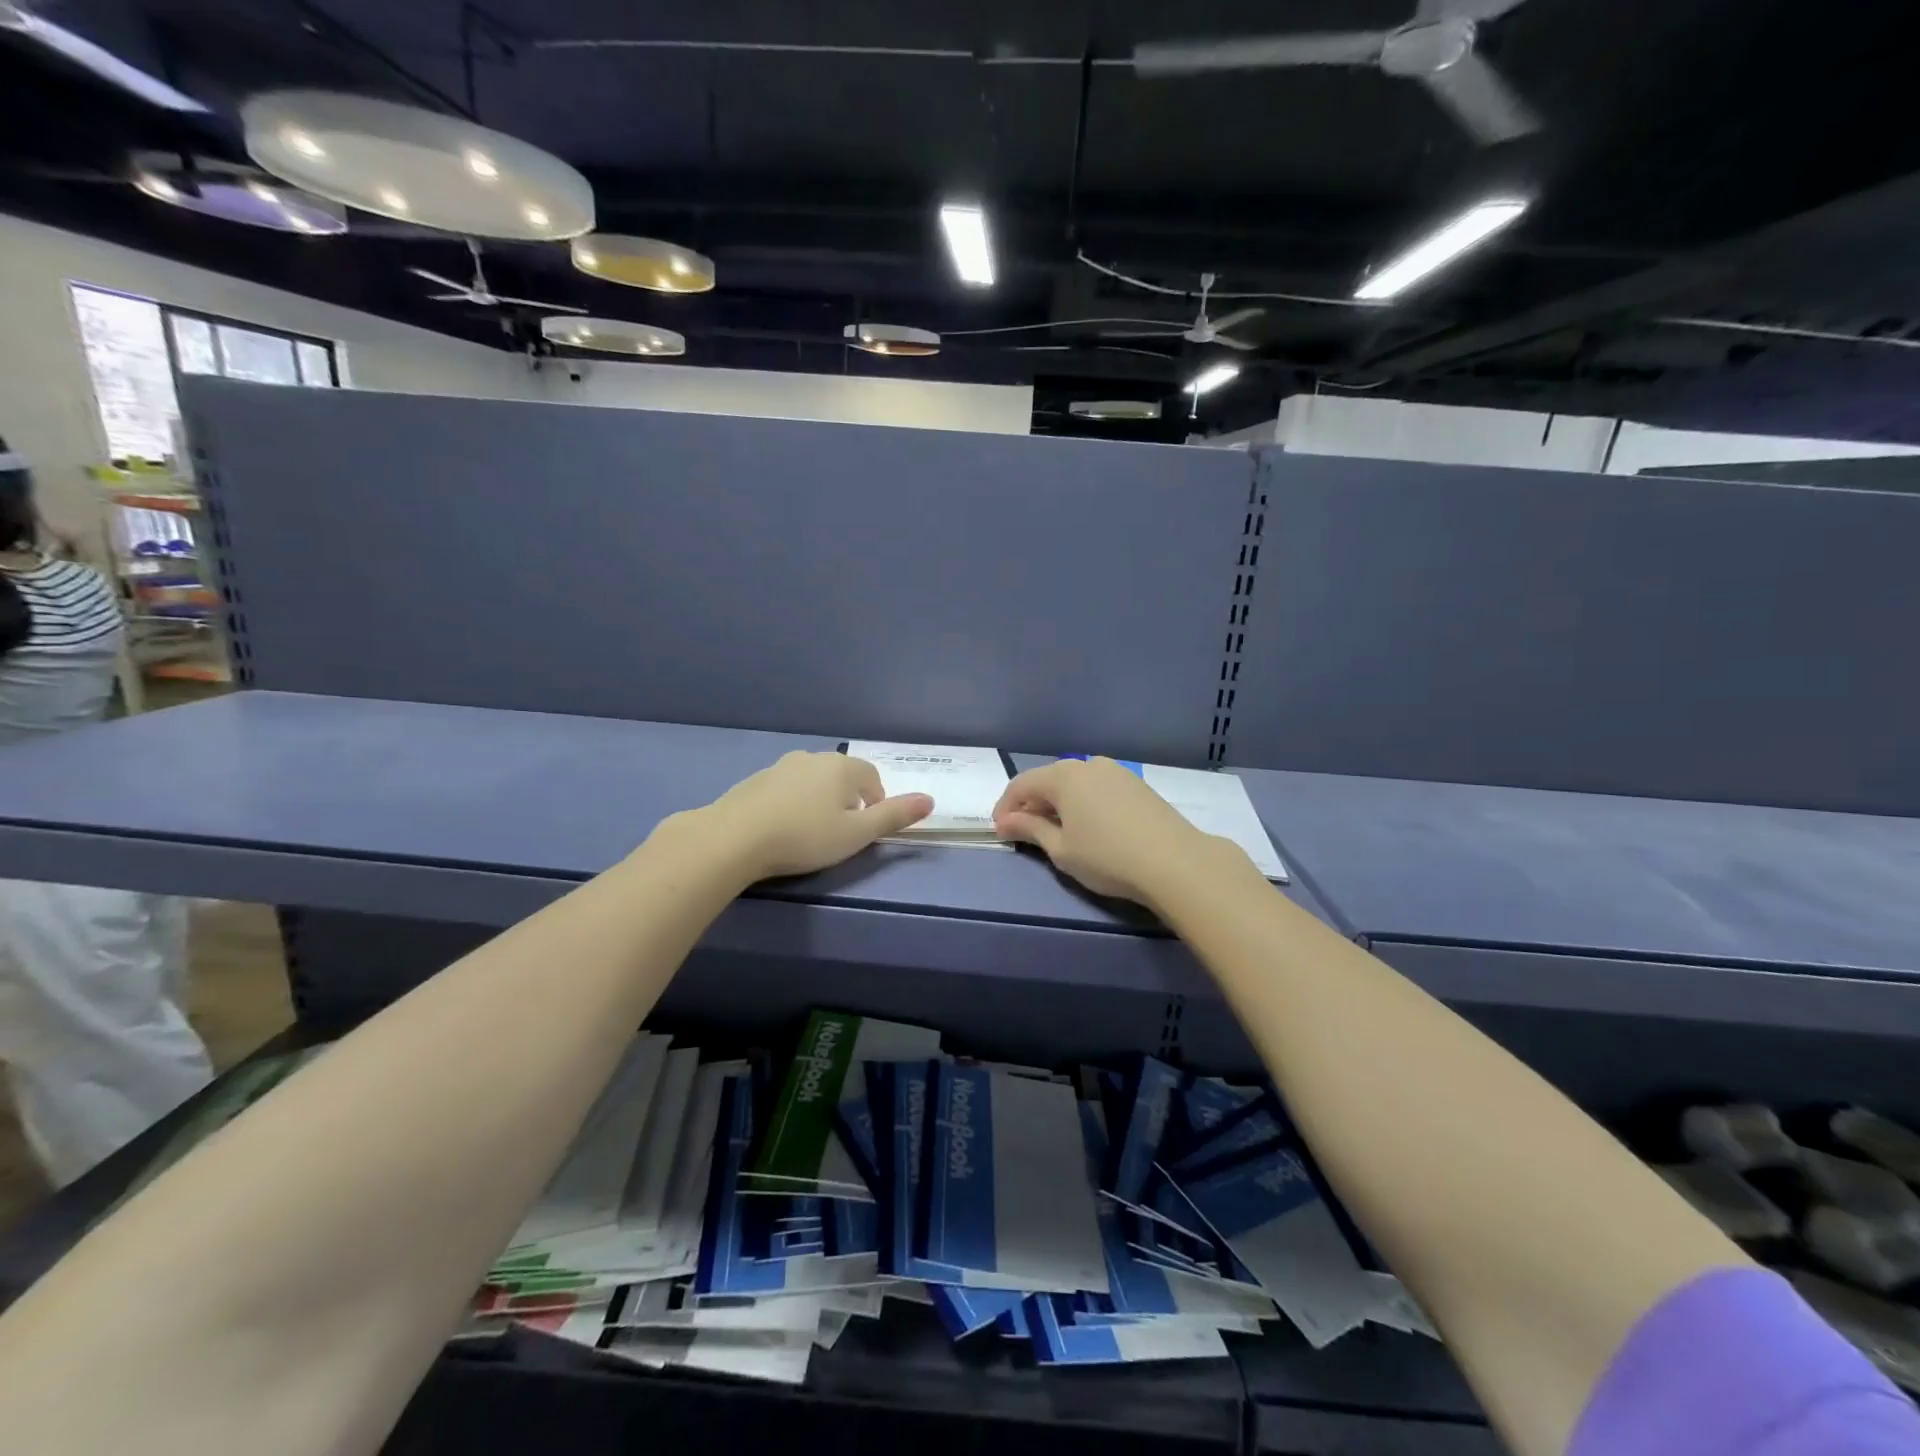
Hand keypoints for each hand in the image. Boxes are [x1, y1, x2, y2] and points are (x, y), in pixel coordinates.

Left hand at [699, 752, 932, 880]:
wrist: (734, 838)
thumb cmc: (805, 836)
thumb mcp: (857, 834)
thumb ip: (894, 816)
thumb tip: (930, 800)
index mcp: (842, 767)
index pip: (872, 779)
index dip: (875, 804)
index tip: (864, 830)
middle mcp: (813, 758)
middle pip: (842, 777)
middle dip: (847, 801)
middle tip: (839, 834)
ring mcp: (780, 766)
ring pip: (812, 781)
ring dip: (818, 801)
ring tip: (810, 833)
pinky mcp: (755, 781)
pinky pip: (785, 789)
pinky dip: (791, 804)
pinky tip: (781, 829)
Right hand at [993, 757, 1234, 905]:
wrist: (1174, 862)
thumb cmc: (1107, 857)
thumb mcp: (1061, 849)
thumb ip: (1030, 830)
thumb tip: (1005, 821)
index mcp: (1063, 776)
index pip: (1021, 785)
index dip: (1005, 808)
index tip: (1000, 832)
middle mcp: (1087, 765)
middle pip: (1048, 780)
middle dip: (1031, 805)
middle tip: (1024, 833)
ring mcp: (1116, 772)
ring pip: (1074, 783)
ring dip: (1058, 804)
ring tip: (1056, 832)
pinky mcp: (1136, 784)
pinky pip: (1097, 788)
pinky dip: (1082, 803)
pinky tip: (1087, 826)